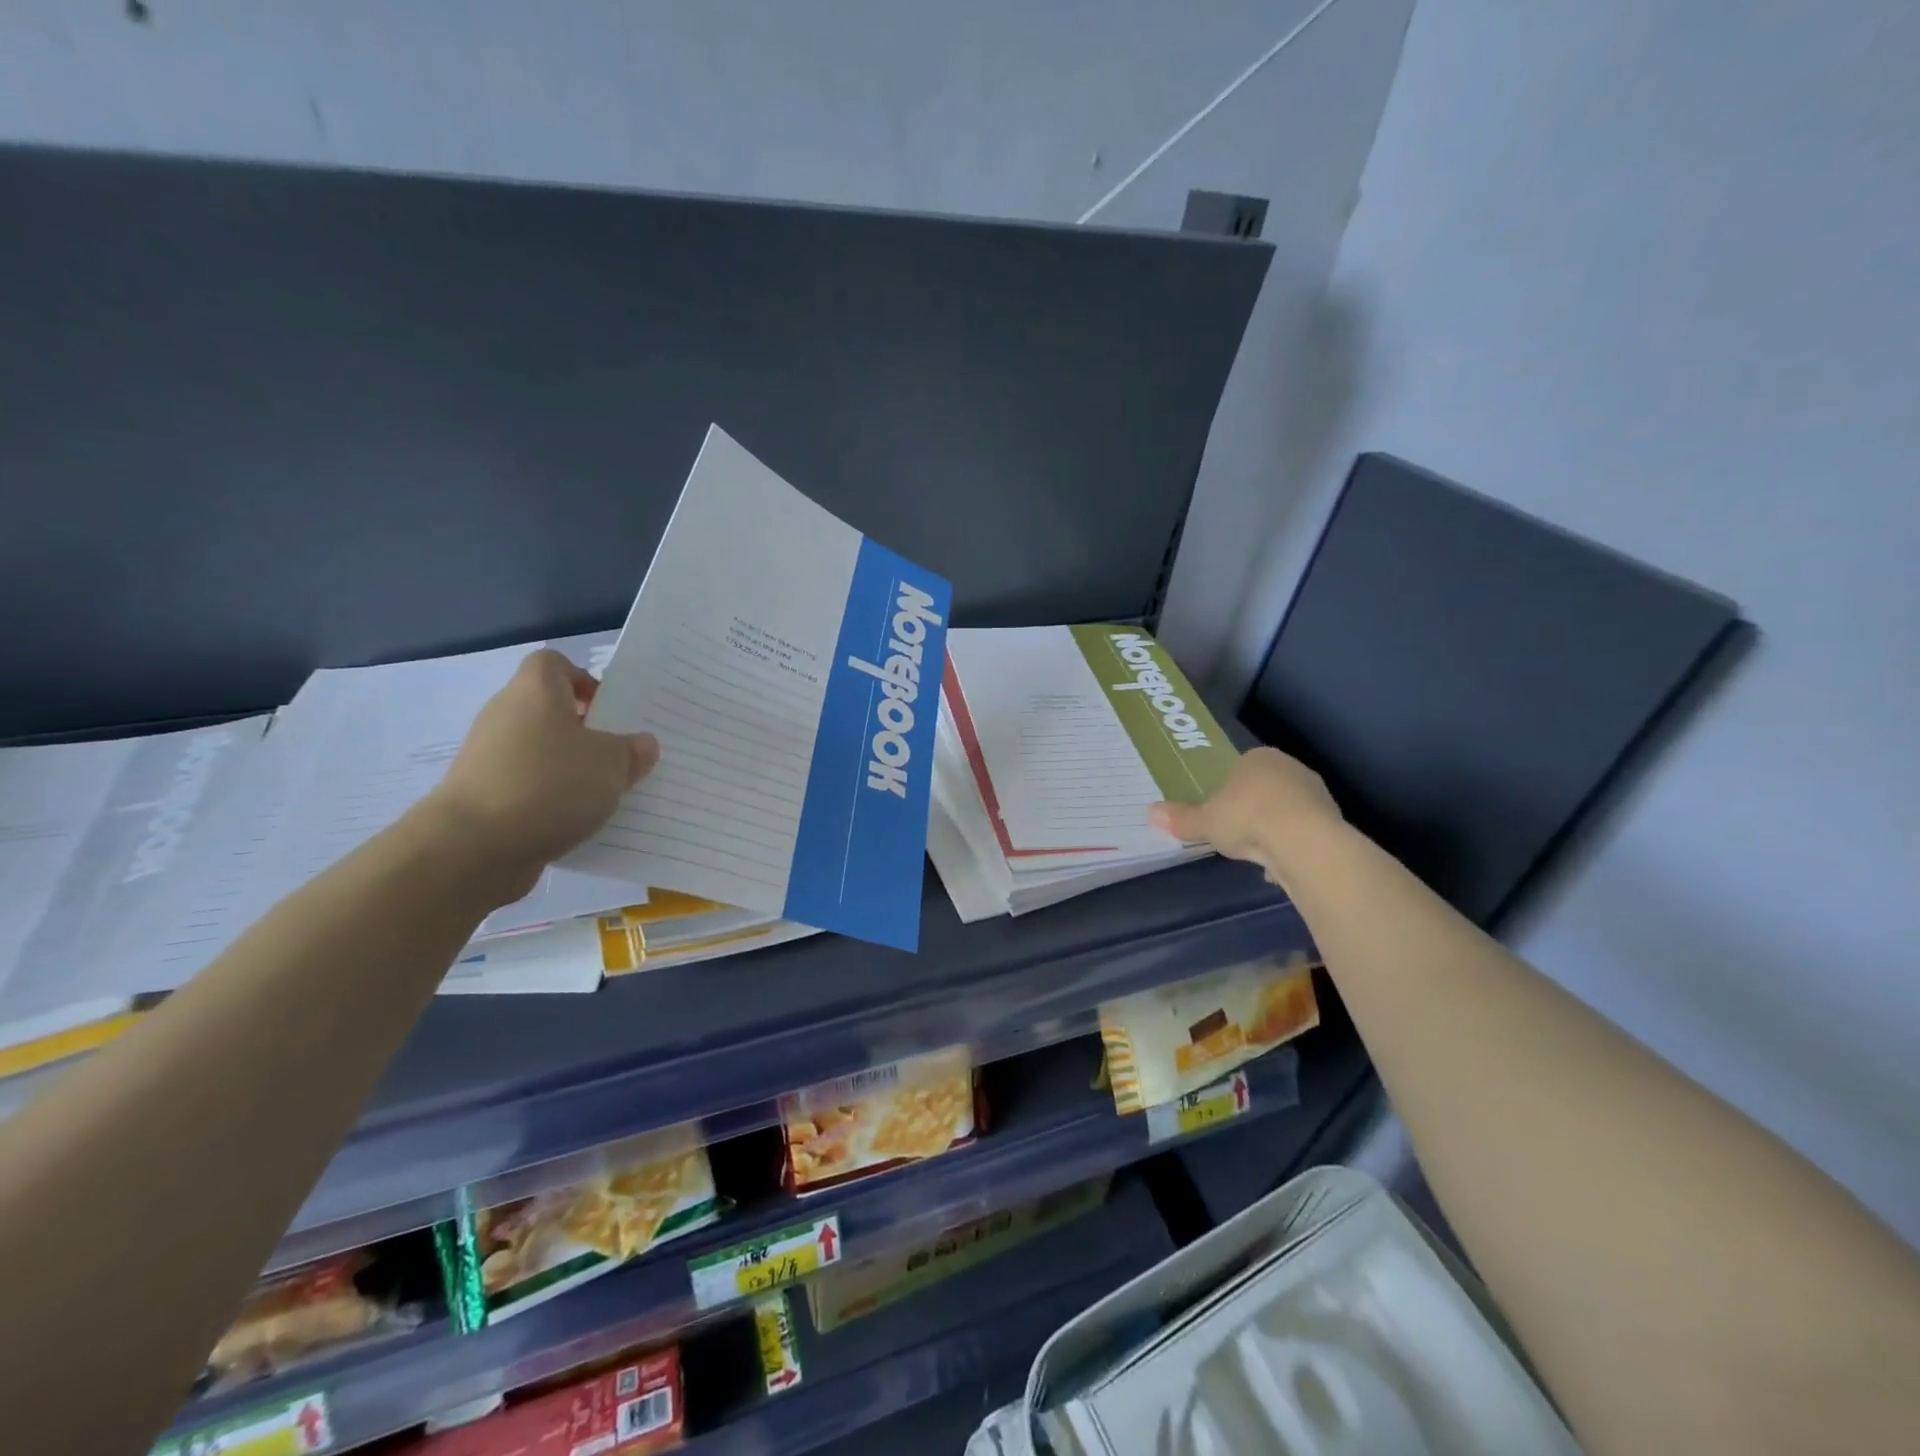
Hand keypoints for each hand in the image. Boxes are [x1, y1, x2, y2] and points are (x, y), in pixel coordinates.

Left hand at [423, 650, 658, 899]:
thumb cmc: (549, 784)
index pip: (554, 663)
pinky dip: (550, 800)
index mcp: (535, 691)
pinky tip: (576, 822)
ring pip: (540, 753)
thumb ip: (632, 751)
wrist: (473, 847)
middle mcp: (506, 715)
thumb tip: (642, 744)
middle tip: (619, 755)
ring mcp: (489, 757)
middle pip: (549, 710)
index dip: (583, 680)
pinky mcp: (483, 796)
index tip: (609, 710)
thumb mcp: (612, 764)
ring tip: (604, 794)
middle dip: (585, 731)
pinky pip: (528, 787)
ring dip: (569, 769)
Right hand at [1148, 747, 1343, 894]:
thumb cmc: (1247, 817)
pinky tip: (1279, 866)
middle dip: (1252, 810)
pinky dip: (1291, 847)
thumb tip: (1149, 812)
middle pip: (1264, 789)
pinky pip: (1303, 832)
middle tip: (1235, 833)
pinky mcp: (1332, 820)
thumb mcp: (1205, 821)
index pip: (1239, 769)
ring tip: (1256, 854)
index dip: (1227, 791)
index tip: (1220, 812)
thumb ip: (1181, 818)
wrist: (1303, 841)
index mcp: (1258, 758)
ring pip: (1286, 811)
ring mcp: (1315, 793)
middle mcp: (1290, 768)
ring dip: (1273, 830)